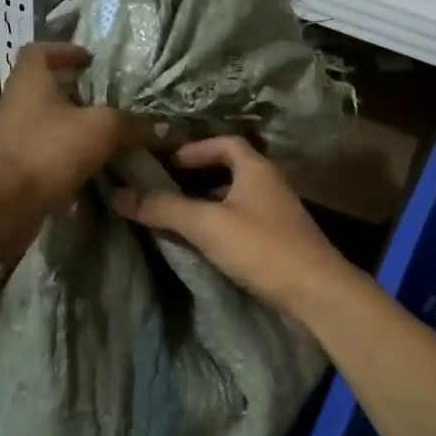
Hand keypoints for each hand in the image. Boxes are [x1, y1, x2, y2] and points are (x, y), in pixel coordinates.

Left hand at [0, 43, 139, 213]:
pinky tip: (87, 163)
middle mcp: (13, 101)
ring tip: (101, 132)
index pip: (40, 50)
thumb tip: (162, 127)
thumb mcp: (101, 130)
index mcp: (29, 80)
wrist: (7, 204)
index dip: (64, 50)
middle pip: (43, 87)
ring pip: (43, 119)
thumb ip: (131, 123)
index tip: (89, 61)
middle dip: (74, 91)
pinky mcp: (11, 164)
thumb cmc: (50, 150)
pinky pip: (41, 148)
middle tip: (104, 99)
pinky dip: (62, 150)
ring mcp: (9, 134)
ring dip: (70, 123)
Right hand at [113, 136, 357, 312]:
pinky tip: (204, 245)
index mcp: (256, 169)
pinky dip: (221, 226)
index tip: (166, 163)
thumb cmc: (262, 248)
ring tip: (176, 218)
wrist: (317, 293)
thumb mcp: (207, 225)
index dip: (195, 148)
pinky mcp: (280, 242)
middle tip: (164, 190)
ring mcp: (277, 214)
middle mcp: (270, 185)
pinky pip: (243, 223)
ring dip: (208, 204)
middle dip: (196, 178)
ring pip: (236, 199)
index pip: (224, 143)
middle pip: (230, 170)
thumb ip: (164, 208)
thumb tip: (118, 194)